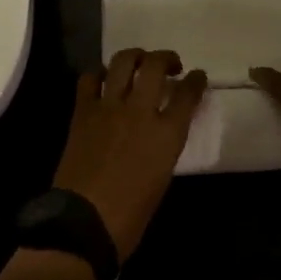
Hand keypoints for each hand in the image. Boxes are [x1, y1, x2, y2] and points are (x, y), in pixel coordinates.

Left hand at [54, 49, 207, 261]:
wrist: (84, 223)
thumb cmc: (131, 215)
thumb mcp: (162, 178)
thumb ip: (165, 146)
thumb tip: (161, 130)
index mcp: (166, 134)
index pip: (188, 94)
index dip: (196, 81)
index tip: (197, 76)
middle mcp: (140, 112)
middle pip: (155, 66)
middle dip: (166, 58)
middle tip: (170, 65)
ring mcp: (108, 107)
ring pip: (123, 62)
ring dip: (135, 56)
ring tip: (139, 62)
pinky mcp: (83, 111)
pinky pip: (89, 79)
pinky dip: (98, 73)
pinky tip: (104, 80)